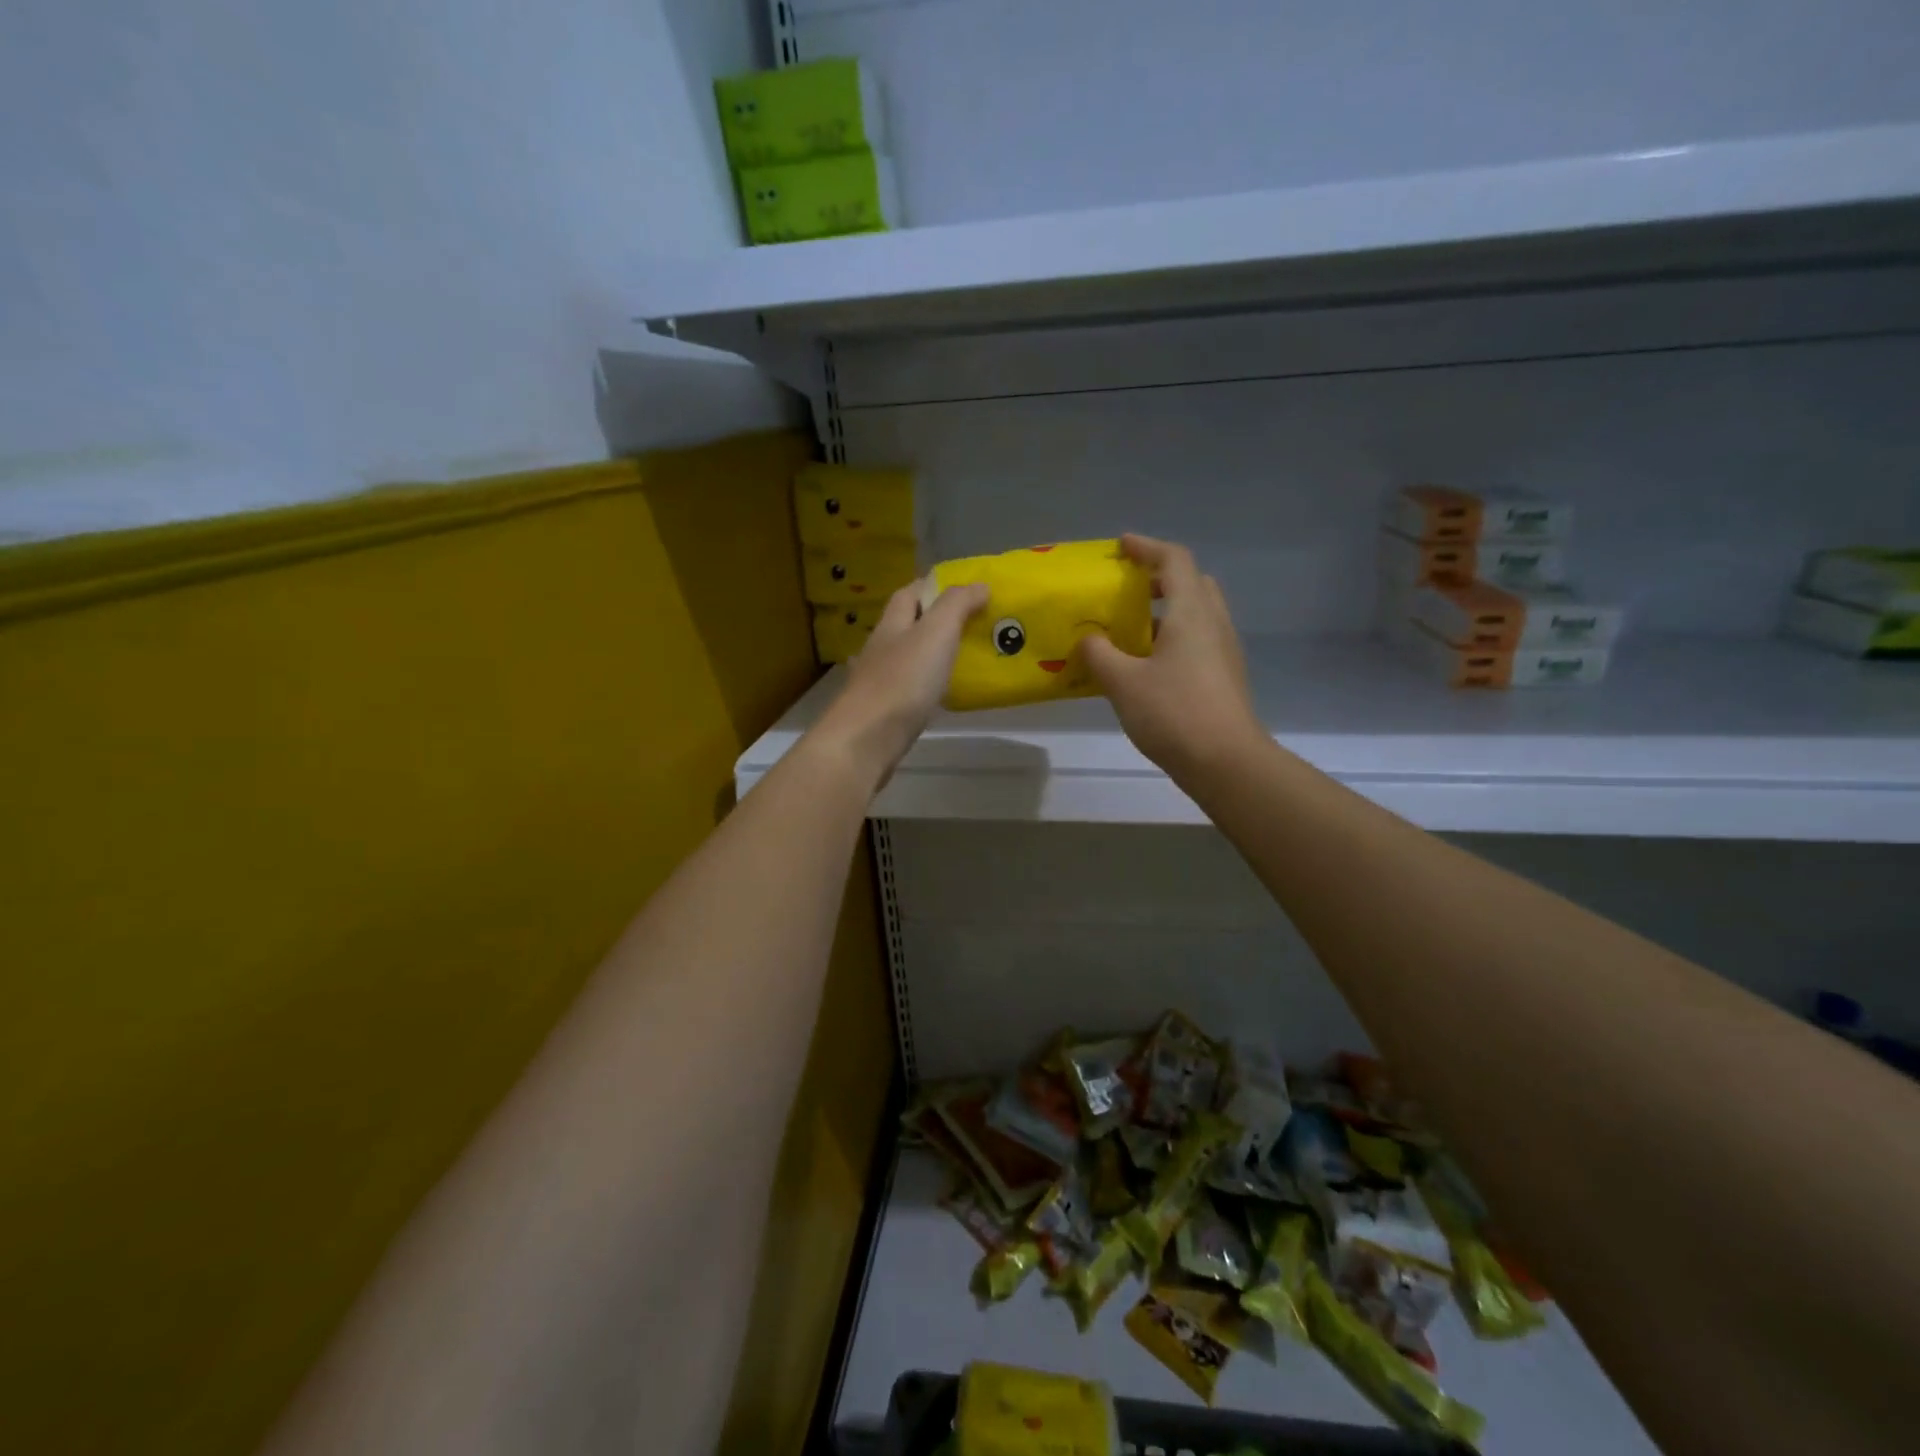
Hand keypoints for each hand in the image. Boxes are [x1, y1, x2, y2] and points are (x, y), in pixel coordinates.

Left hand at [812, 580, 989, 788]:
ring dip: (932, 655)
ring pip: (908, 658)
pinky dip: (927, 686)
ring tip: (966, 658)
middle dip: (937, 621)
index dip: (934, 586)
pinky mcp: (884, 711)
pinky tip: (944, 694)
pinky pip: (910, 689)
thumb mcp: (936, 632)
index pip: (909, 593)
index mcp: (892, 624)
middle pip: (908, 625)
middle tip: (975, 625)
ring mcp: (879, 681)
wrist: (867, 739)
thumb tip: (979, 584)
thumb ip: (957, 605)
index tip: (966, 590)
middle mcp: (881, 648)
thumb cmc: (903, 680)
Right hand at [1078, 534, 1264, 781]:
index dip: (1147, 547)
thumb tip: (1088, 639)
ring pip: (1196, 614)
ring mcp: (1224, 652)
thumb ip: (1100, 655)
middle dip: (1159, 578)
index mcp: (1192, 613)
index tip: (1121, 546)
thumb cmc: (1173, 713)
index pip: (1174, 560)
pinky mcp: (1224, 677)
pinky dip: (1172, 639)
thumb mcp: (1123, 682)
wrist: (1226, 762)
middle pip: (1192, 583)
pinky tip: (1146, 665)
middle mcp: (1214, 623)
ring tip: (1129, 630)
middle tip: (1127, 589)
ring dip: (1165, 612)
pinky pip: (1197, 641)